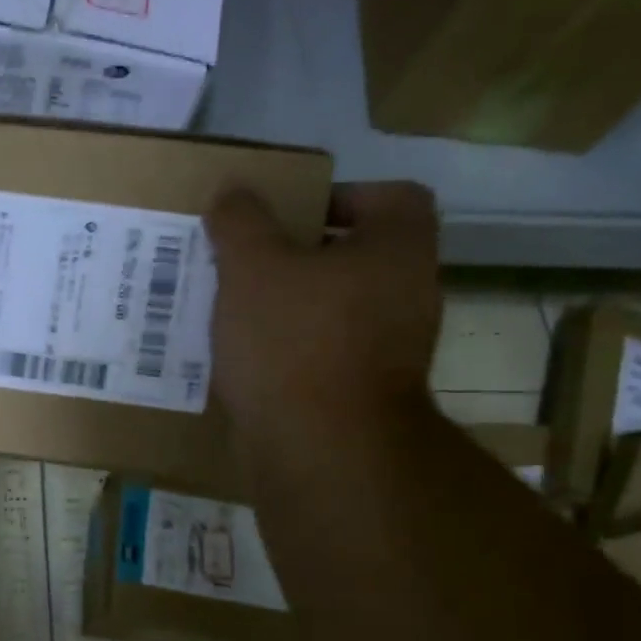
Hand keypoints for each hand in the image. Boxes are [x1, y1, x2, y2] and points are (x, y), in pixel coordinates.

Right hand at [206, 181, 442, 449]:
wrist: (319, 449)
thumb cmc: (294, 341)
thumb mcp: (252, 267)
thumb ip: (241, 221)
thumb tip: (233, 191)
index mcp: (398, 251)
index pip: (392, 197)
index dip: (341, 196)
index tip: (288, 216)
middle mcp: (407, 296)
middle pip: (355, 258)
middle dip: (298, 257)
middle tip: (246, 263)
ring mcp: (390, 352)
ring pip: (334, 310)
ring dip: (288, 308)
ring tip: (234, 312)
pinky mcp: (360, 395)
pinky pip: (322, 355)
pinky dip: (289, 352)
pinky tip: (245, 359)